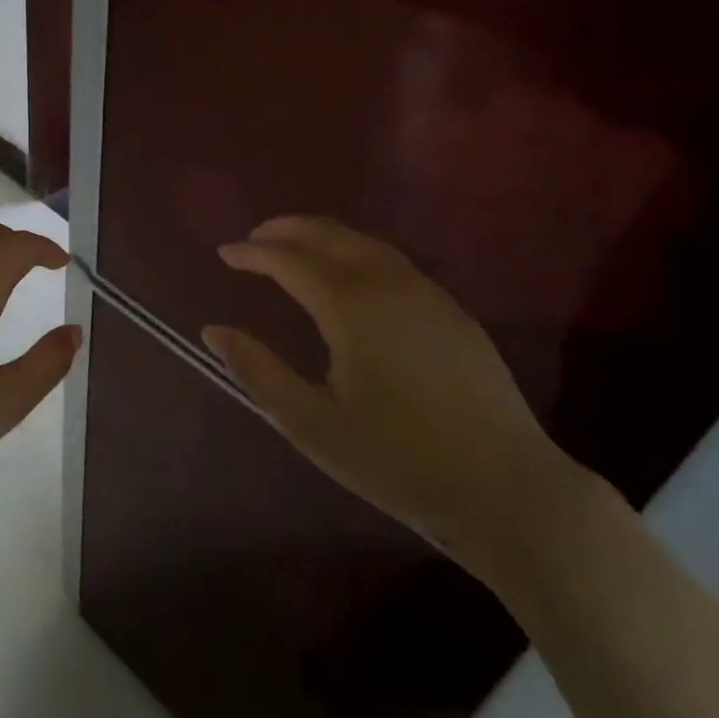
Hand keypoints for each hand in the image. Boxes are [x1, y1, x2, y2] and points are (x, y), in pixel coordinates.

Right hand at [202, 215, 572, 575]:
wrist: (505, 488)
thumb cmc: (397, 460)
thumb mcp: (312, 424)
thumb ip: (258, 371)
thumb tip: (213, 331)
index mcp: (353, 308)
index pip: (291, 261)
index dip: (253, 253)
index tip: (225, 253)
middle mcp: (390, 285)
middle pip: (331, 235)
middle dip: (288, 229)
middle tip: (255, 237)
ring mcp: (429, 294)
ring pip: (367, 244)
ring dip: (325, 236)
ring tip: (295, 246)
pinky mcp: (454, 312)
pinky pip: (394, 262)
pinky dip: (357, 252)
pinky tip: (350, 276)